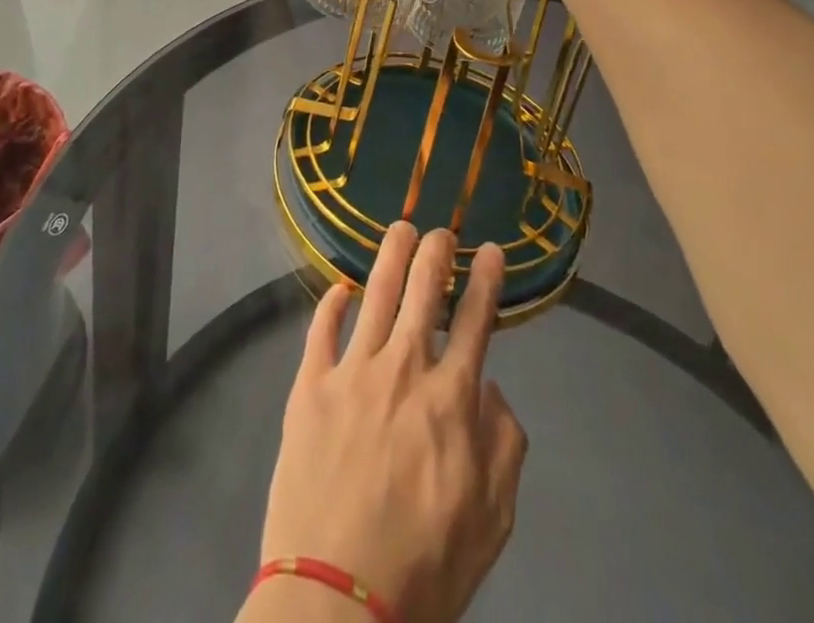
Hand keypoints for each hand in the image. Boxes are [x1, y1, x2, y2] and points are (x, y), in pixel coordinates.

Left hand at [252, 226, 526, 622]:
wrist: (338, 598)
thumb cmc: (424, 566)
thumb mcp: (492, 520)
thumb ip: (503, 445)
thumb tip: (490, 388)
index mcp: (450, 398)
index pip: (477, 320)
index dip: (488, 280)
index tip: (493, 250)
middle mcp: (404, 368)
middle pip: (424, 290)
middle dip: (437, 252)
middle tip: (442, 231)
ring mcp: (352, 371)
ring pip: (376, 294)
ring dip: (392, 256)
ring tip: (401, 228)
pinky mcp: (310, 385)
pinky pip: (321, 329)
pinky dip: (332, 302)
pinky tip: (339, 287)